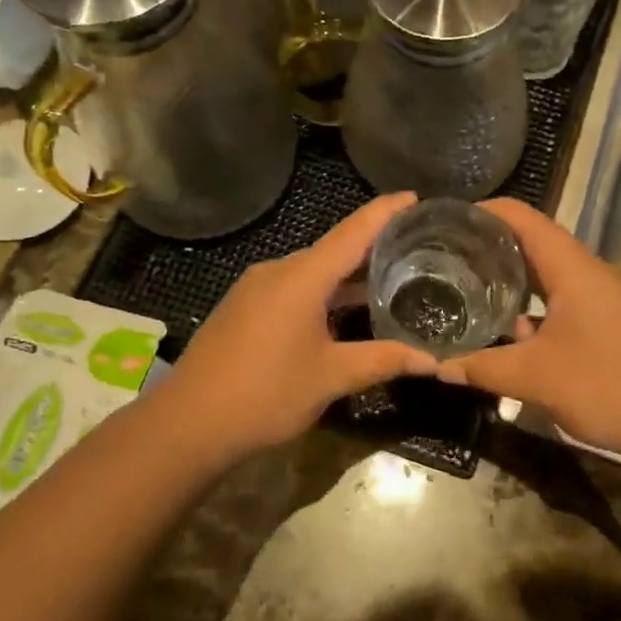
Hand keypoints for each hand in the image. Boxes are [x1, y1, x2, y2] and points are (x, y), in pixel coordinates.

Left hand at [152, 193, 436, 459]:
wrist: (188, 423)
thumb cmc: (266, 394)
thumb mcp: (331, 378)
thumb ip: (383, 360)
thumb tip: (432, 361)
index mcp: (302, 277)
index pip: (353, 232)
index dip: (384, 212)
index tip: (413, 196)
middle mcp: (277, 271)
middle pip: (332, 249)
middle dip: (371, 247)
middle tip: (413, 250)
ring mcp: (255, 288)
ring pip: (311, 271)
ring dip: (346, 275)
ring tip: (385, 281)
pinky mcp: (242, 307)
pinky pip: (292, 287)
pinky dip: (322, 291)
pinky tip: (340, 312)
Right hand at [435, 199, 620, 458]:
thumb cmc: (606, 385)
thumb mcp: (534, 378)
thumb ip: (481, 368)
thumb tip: (436, 367)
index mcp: (574, 268)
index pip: (524, 219)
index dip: (485, 212)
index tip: (448, 221)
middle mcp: (592, 272)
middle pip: (536, 244)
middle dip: (492, 248)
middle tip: (448, 259)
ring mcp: (607, 297)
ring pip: (552, 276)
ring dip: (514, 280)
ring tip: (470, 290)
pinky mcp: (614, 322)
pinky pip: (565, 300)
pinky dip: (535, 307)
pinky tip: (511, 333)